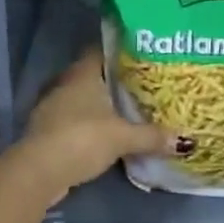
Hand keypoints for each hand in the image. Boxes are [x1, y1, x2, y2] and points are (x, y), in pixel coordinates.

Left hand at [14, 49, 185, 196]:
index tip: (141, 55)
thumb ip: (152, 136)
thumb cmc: (82, 139)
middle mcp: (65, 84)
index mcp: (82, 74)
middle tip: (141, 84)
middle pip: (92, 75)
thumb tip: (185, 141)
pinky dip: (88, 124)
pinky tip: (105, 133)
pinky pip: (73, 119)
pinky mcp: (46, 131)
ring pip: (82, 99)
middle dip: (114, 80)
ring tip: (127, 109)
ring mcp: (52, 108)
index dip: (119, 50)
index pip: (101, 50)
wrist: (38, 172)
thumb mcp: (123, 137)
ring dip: (99, 105)